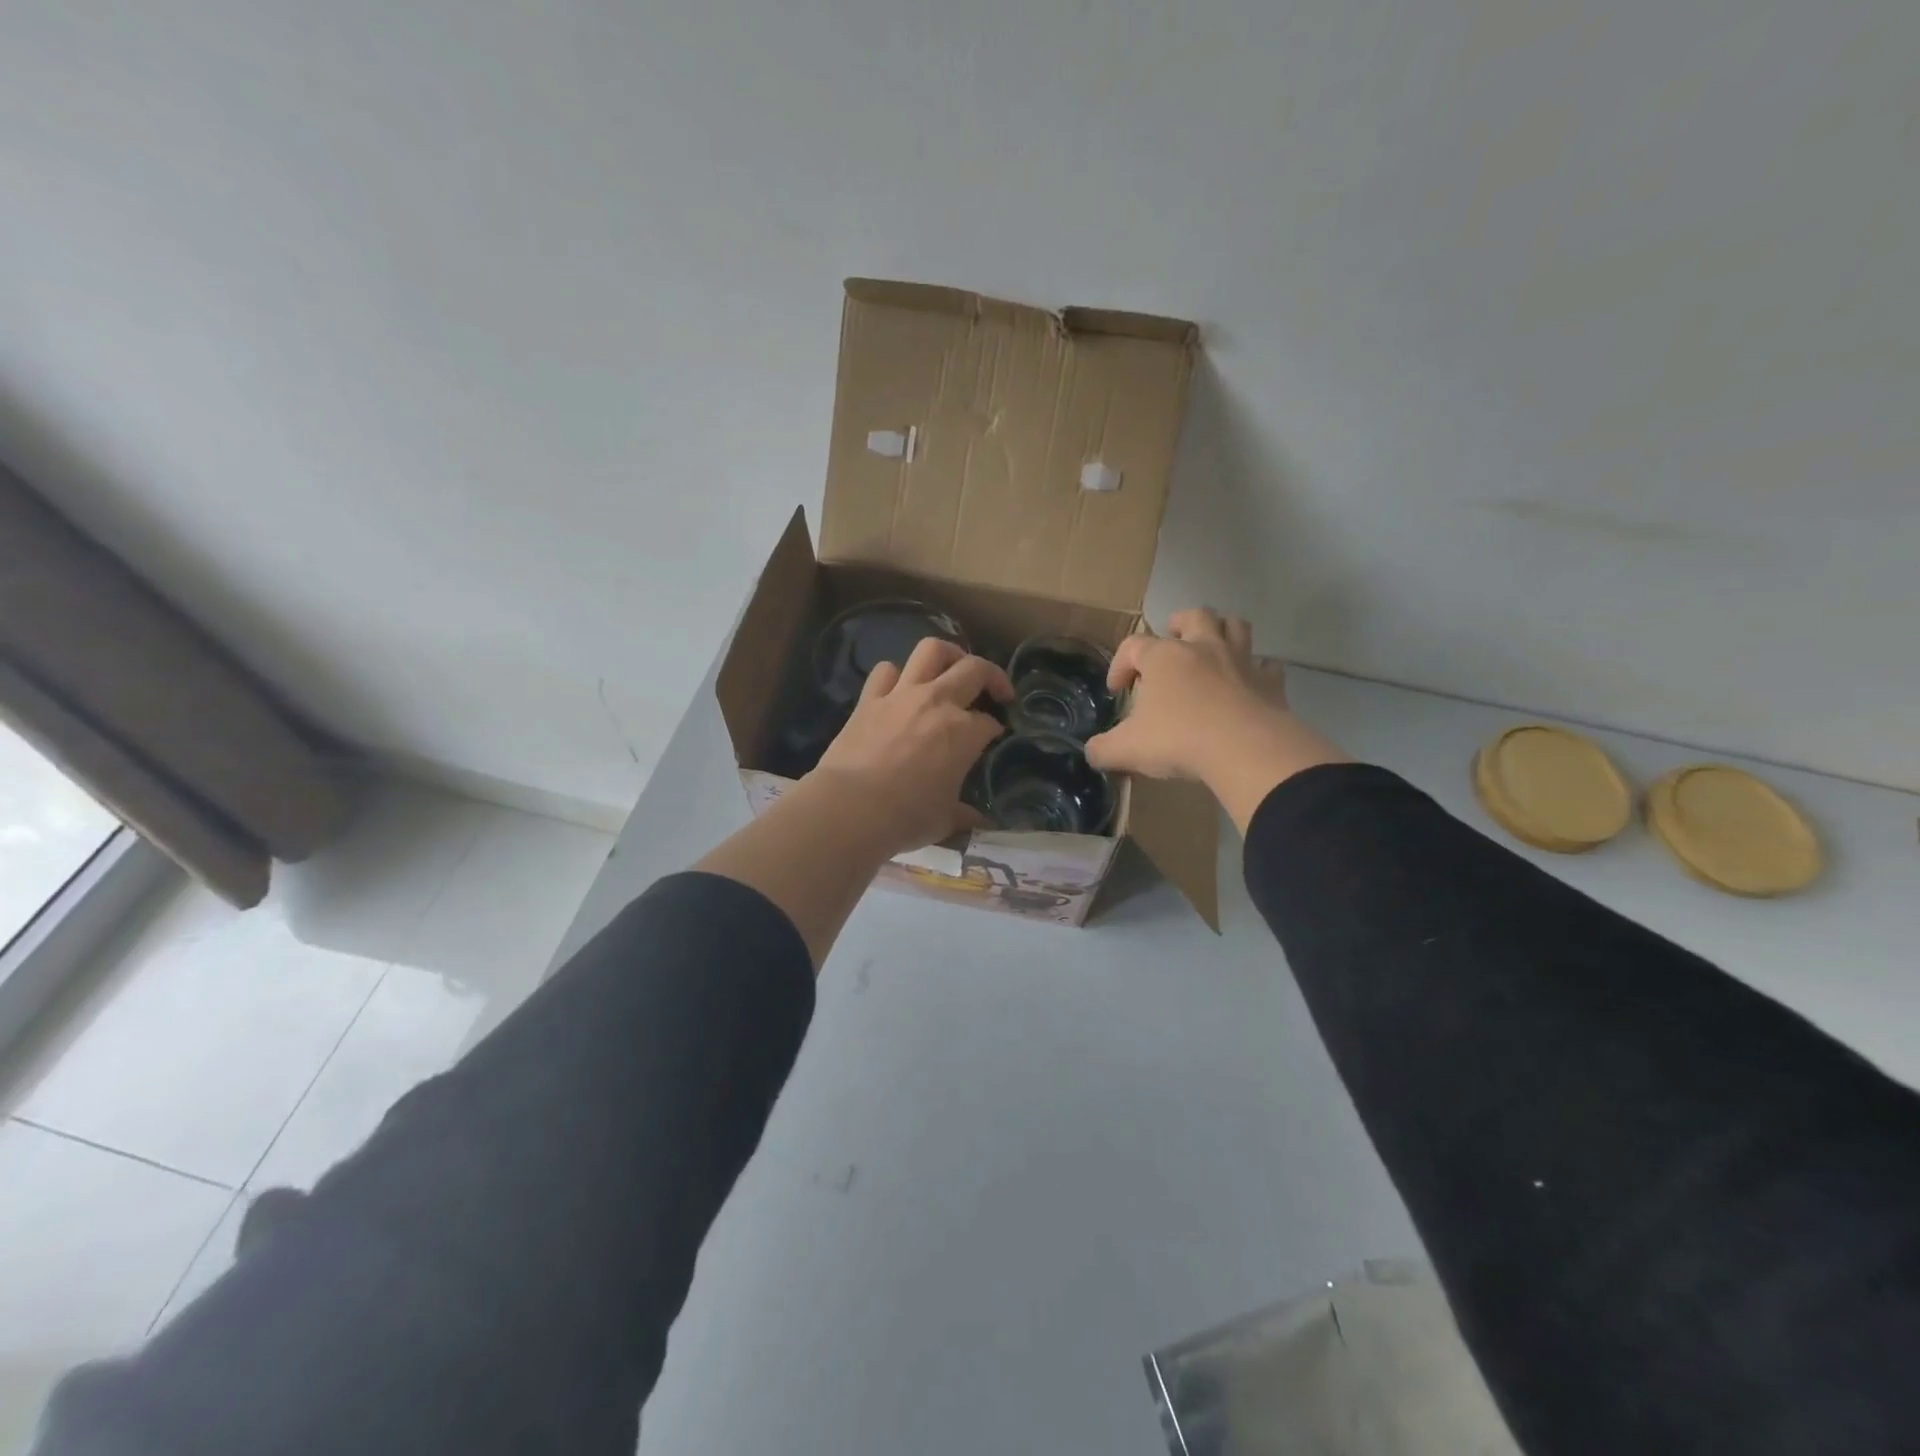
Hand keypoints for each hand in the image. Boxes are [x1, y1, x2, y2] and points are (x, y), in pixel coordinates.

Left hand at [809, 637, 1012, 857]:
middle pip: (974, 669)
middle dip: (992, 676)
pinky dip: (896, 675)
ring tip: (952, 669)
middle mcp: (938, 702)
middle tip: (996, 691)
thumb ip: (964, 814)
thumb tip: (979, 821)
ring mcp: (901, 695)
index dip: (995, 729)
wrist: (851, 808)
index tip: (994, 738)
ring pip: (931, 651)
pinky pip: (885, 670)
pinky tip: (900, 688)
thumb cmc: (907, 817)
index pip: (990, 722)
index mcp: (965, 732)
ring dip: (947, 654)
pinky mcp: (869, 699)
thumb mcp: (945, 820)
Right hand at [1084, 608, 1282, 781]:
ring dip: (1222, 631)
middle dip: (1178, 625)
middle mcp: (1203, 648)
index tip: (1117, 691)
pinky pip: (1268, 665)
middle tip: (1170, 645)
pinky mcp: (1271, 682)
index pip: (1133, 646)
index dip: (1120, 665)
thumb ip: (1103, 749)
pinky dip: (1258, 670)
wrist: (1245, 750)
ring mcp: (1241, 661)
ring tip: (1210, 650)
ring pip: (1235, 626)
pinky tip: (1250, 683)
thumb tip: (1092, 752)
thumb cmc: (1179, 740)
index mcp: (1164, 658)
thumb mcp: (1127, 749)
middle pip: (1192, 616)